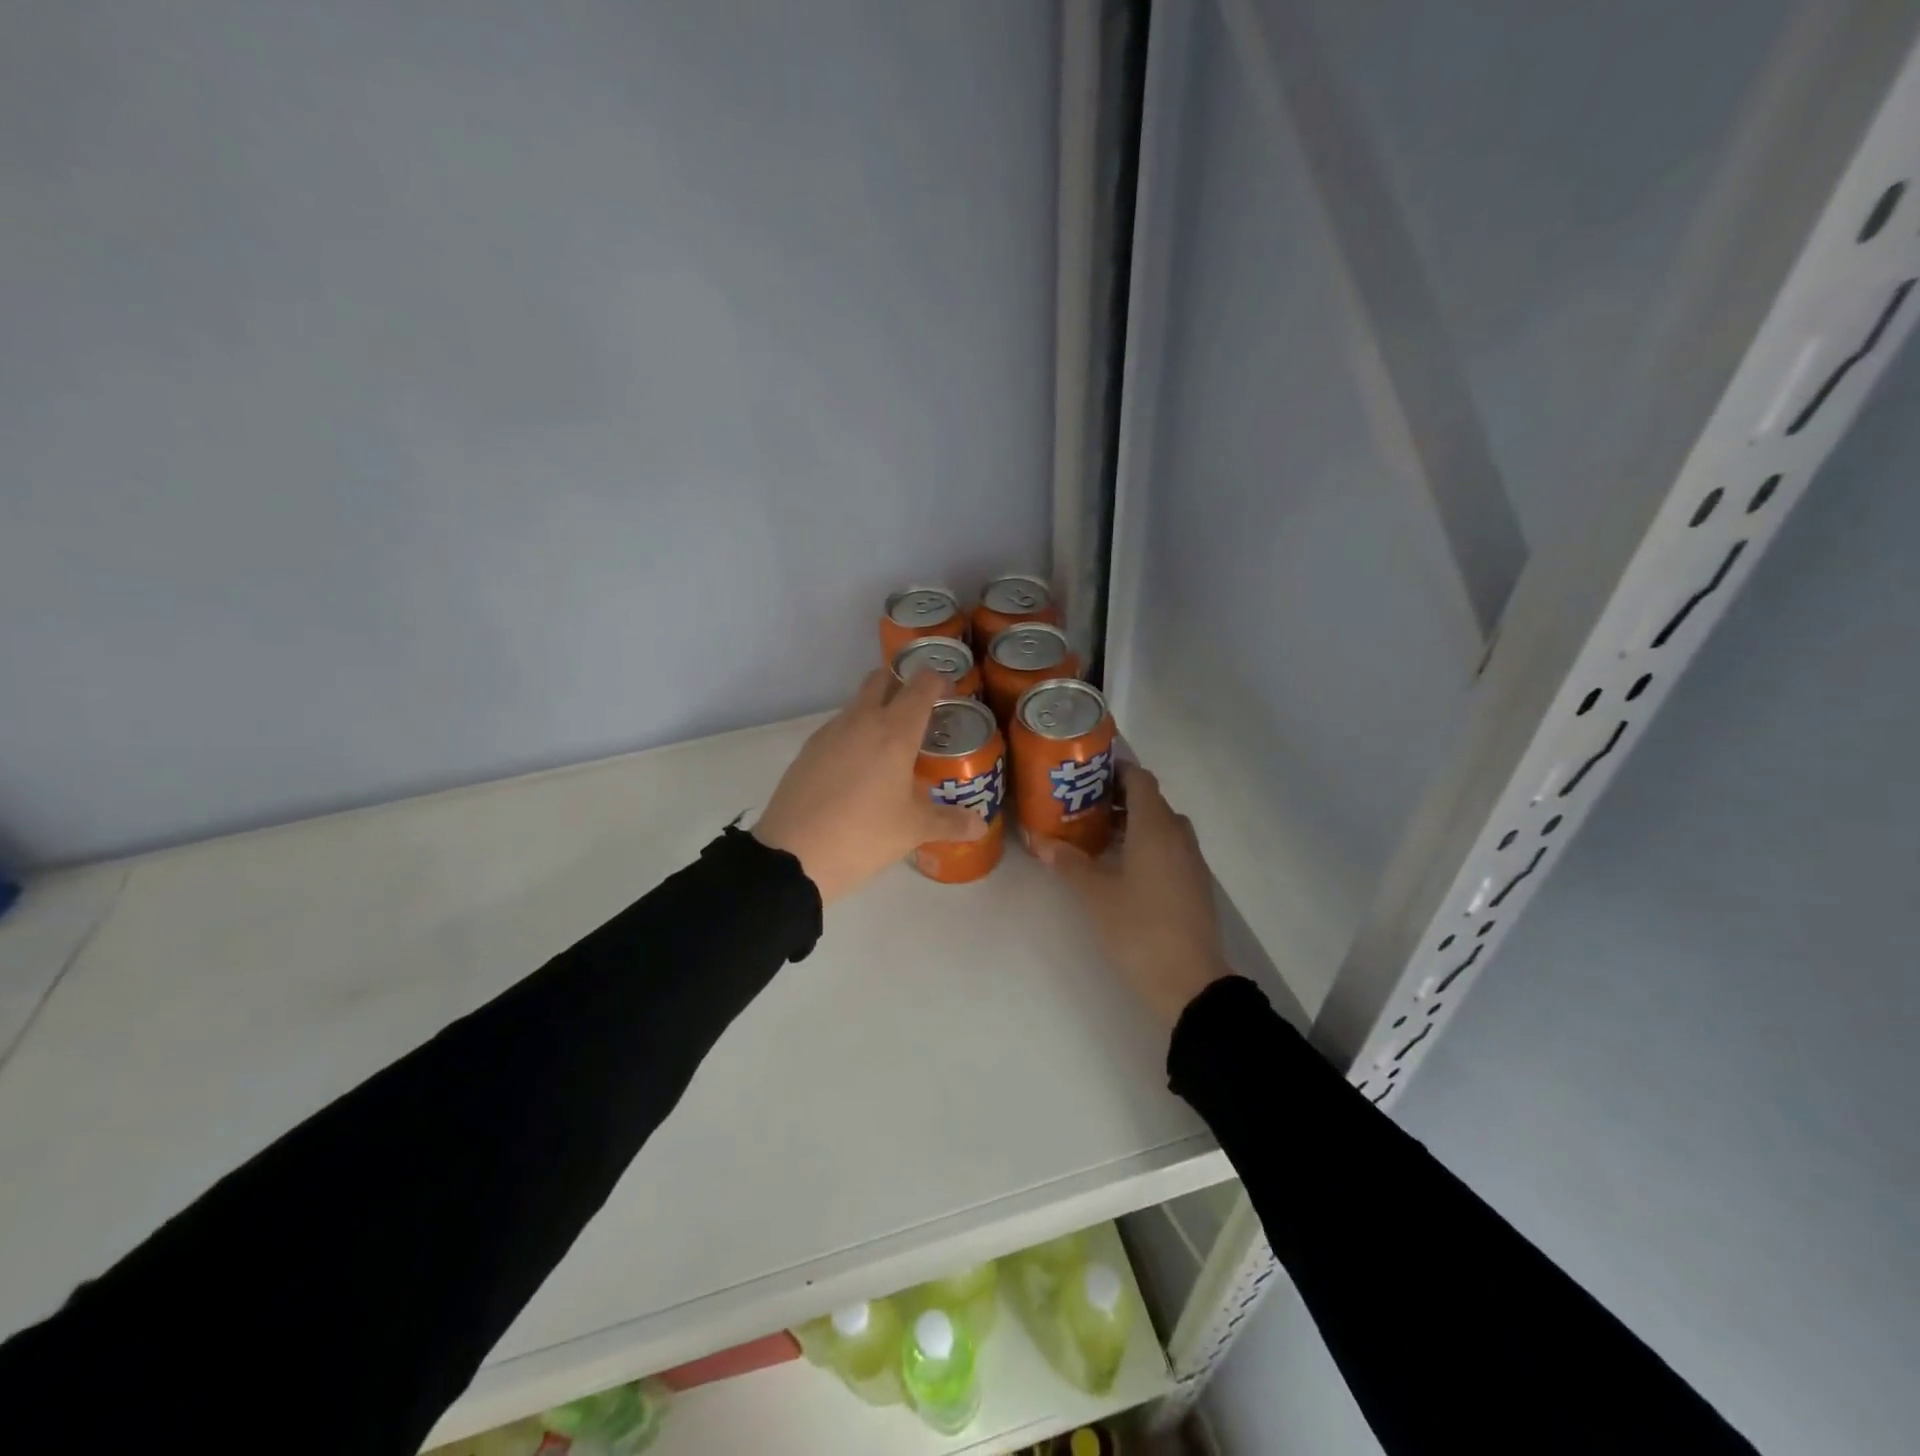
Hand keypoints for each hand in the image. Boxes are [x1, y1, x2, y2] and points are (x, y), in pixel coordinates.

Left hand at [754, 668, 986, 903]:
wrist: (792, 855)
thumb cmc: (863, 835)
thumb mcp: (912, 830)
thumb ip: (950, 822)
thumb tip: (980, 824)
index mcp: (894, 732)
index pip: (920, 686)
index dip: (937, 680)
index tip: (949, 690)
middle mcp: (861, 721)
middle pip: (881, 679)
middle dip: (901, 684)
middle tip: (919, 712)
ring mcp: (829, 733)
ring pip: (857, 704)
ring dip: (876, 711)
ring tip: (891, 747)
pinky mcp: (808, 750)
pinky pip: (838, 728)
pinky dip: (854, 735)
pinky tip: (859, 769)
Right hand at [1035, 763, 1230, 1028]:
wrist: (1189, 981)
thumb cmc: (1138, 928)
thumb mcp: (1095, 894)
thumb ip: (1068, 862)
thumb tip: (1037, 840)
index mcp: (1156, 827)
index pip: (1140, 779)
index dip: (1115, 770)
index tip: (1087, 775)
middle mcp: (1178, 835)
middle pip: (1151, 800)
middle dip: (1118, 798)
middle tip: (1082, 806)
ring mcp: (1191, 860)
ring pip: (1161, 825)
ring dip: (1133, 823)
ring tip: (1097, 837)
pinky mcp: (1194, 883)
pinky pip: (1169, 847)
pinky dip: (1147, 844)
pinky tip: (1122, 867)